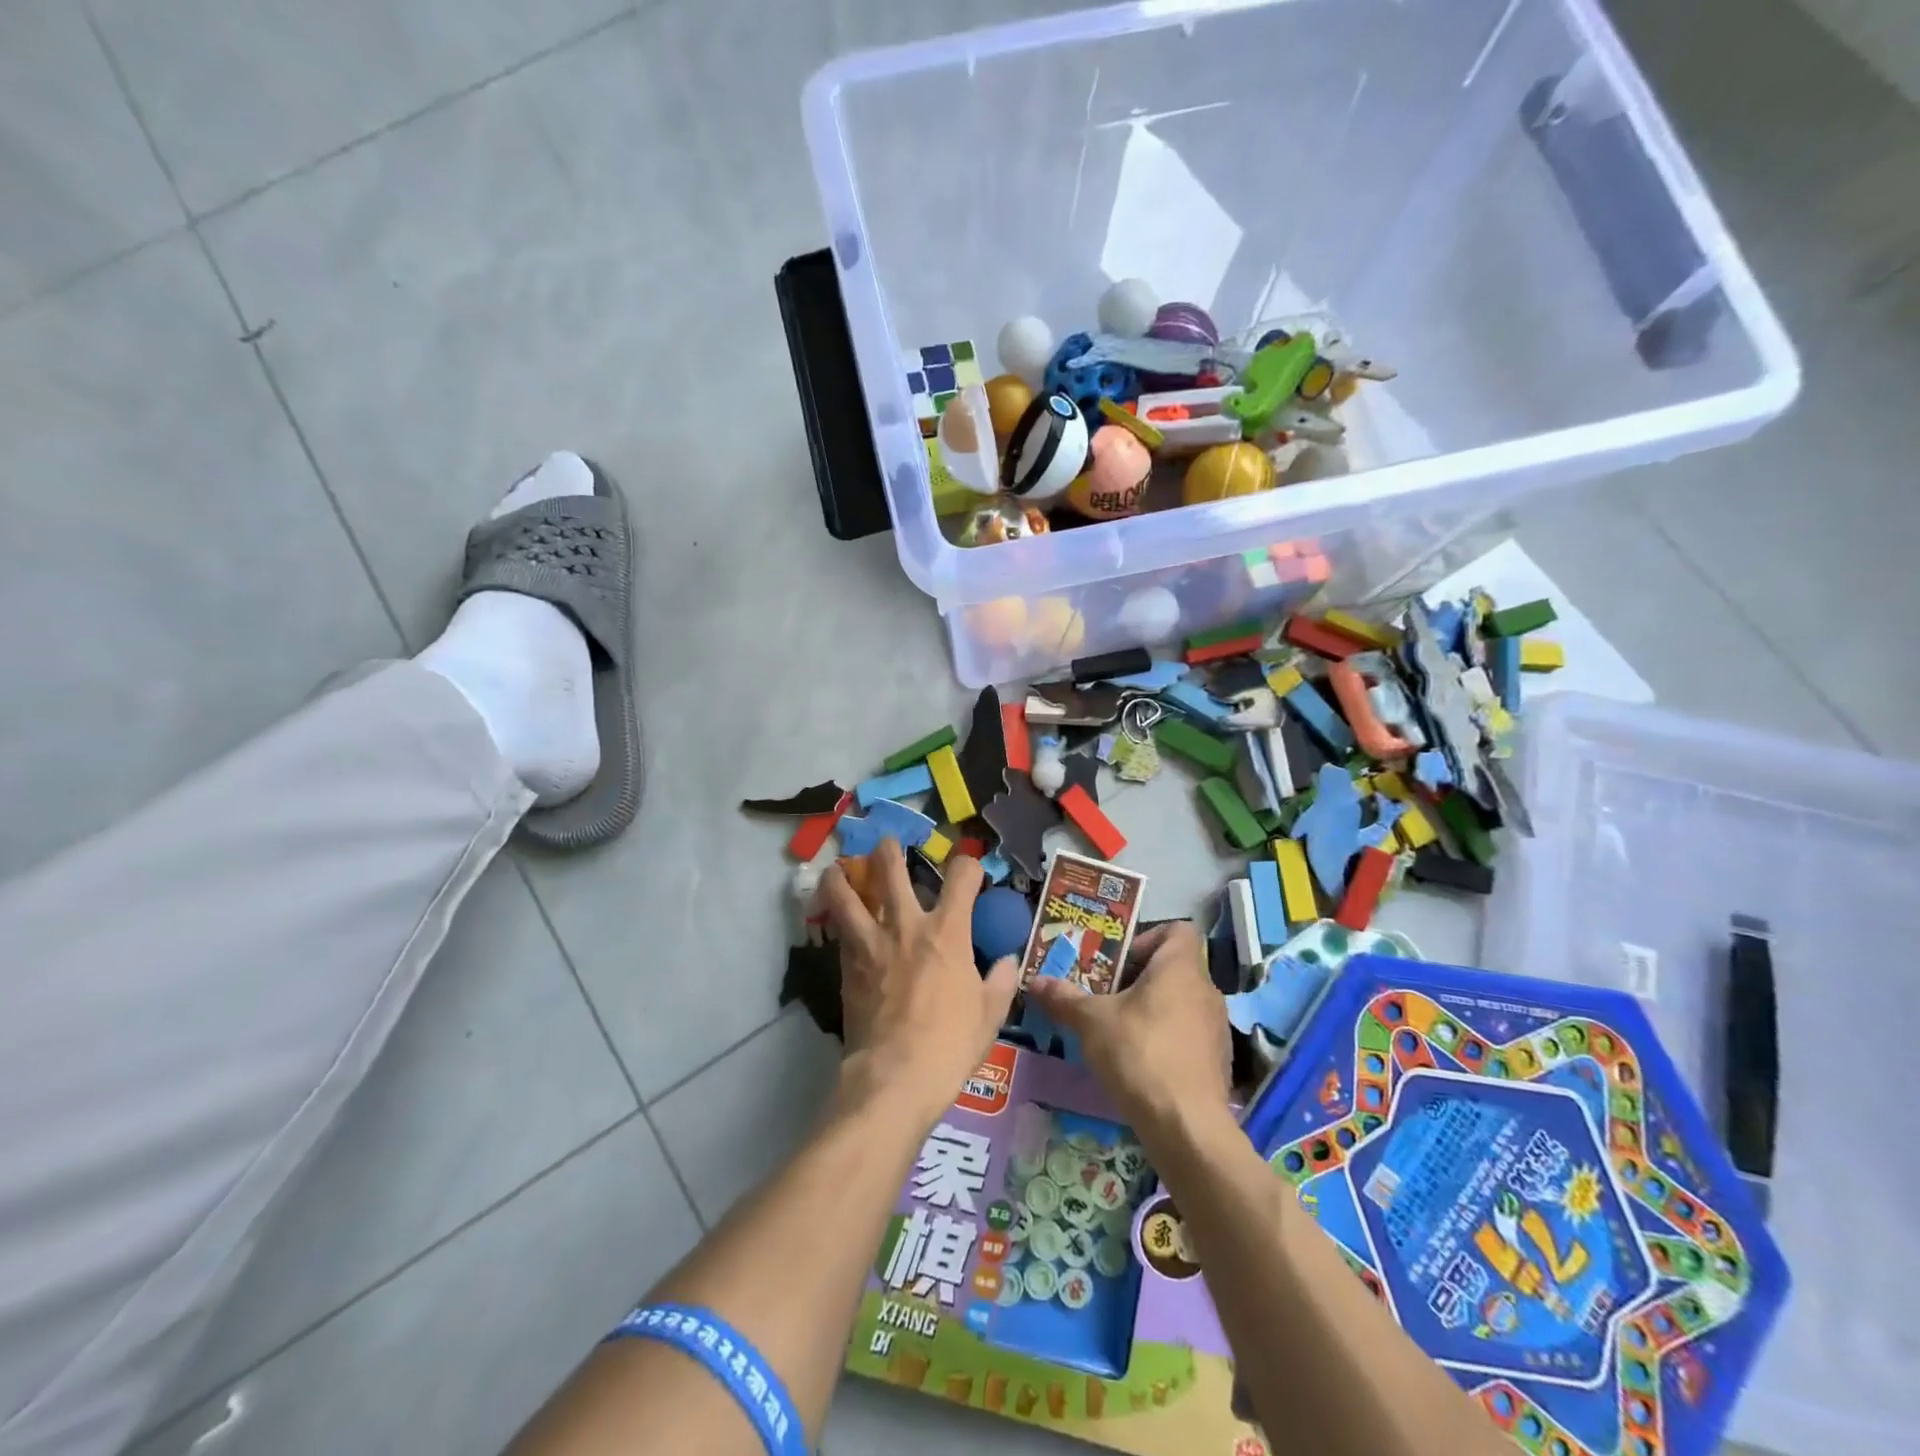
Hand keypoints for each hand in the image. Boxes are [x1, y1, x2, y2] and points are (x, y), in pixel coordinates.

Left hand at [816, 839, 1019, 1126]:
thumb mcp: (989, 1015)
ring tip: (836, 870)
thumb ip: (999, 981)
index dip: (969, 865)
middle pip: (891, 870)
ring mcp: (872, 943)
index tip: (969, 871)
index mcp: (948, 931)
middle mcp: (907, 925)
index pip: (962, 876)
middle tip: (887, 844)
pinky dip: (836, 921)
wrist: (896, 1076)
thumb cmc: (951, 1044)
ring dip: (841, 877)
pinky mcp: (848, 967)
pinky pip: (840, 933)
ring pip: (848, 896)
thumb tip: (1007, 962)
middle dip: (889, 850)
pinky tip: (837, 922)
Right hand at [1027, 922, 1230, 1138]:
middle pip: (1173, 968)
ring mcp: (1217, 1027)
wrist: (1187, 1126)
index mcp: (1180, 968)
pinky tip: (1141, 1063)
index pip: (1177, 930)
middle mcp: (1206, 990)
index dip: (1147, 938)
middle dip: (1139, 979)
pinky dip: (1167, 1039)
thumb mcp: (1092, 1022)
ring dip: (1152, 1010)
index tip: (1119, 962)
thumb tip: (1035, 981)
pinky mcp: (1219, 1061)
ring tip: (1119, 1030)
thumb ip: (1064, 998)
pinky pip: (1189, 1034)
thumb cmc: (1140, 1054)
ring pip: (1181, 1002)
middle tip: (1106, 995)